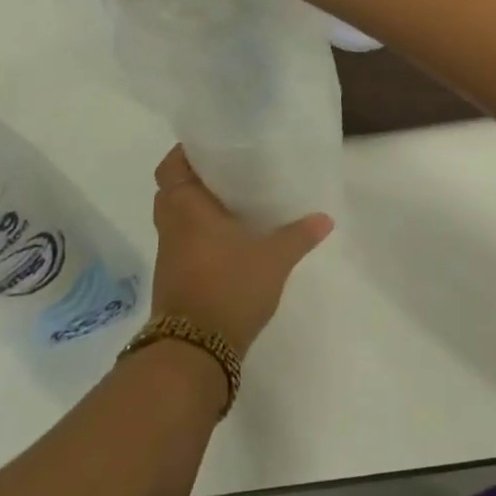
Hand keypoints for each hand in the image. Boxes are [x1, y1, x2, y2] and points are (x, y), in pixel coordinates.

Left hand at [148, 146, 331, 357]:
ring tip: (234, 200)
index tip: (212, 145)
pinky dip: (201, 233)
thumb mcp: (274, 259)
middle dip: (195, 178)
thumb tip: (325, 218)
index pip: (171, 167)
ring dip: (197, 208)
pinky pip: (184, 241)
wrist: (195, 350)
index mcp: (187, 208)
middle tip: (229, 171)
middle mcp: (172, 226)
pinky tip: (231, 237)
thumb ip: (299, 235)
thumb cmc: (229, 287)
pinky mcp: (175, 278)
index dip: (186, 153)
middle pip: (171, 190)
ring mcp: (169, 254)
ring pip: (177, 218)